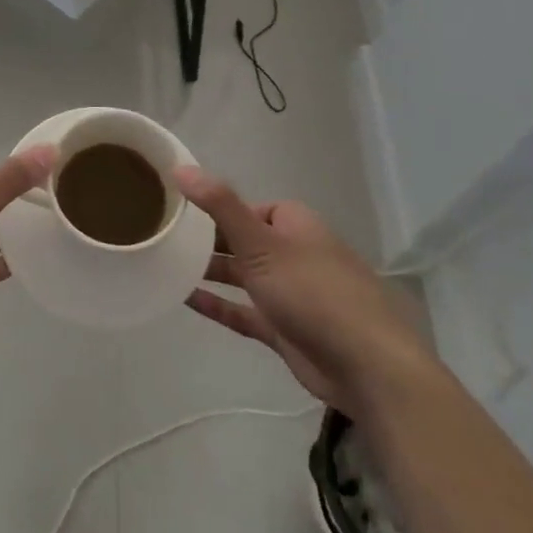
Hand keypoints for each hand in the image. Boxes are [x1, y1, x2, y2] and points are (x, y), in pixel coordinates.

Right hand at [178, 167, 432, 408]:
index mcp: (294, 224)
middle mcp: (293, 254)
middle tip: (167, 236)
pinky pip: (244, 311)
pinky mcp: (285, 329)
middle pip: (244, 240)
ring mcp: (290, 293)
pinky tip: (185, 299)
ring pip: (243, 276)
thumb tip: (180, 167)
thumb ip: (219, 205)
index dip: (219, 206)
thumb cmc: (311, 291)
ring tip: (167, 264)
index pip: (250, 206)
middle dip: (210, 240)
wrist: (365, 365)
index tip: (183, 209)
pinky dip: (218, 305)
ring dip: (211, 271)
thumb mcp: (259, 242)